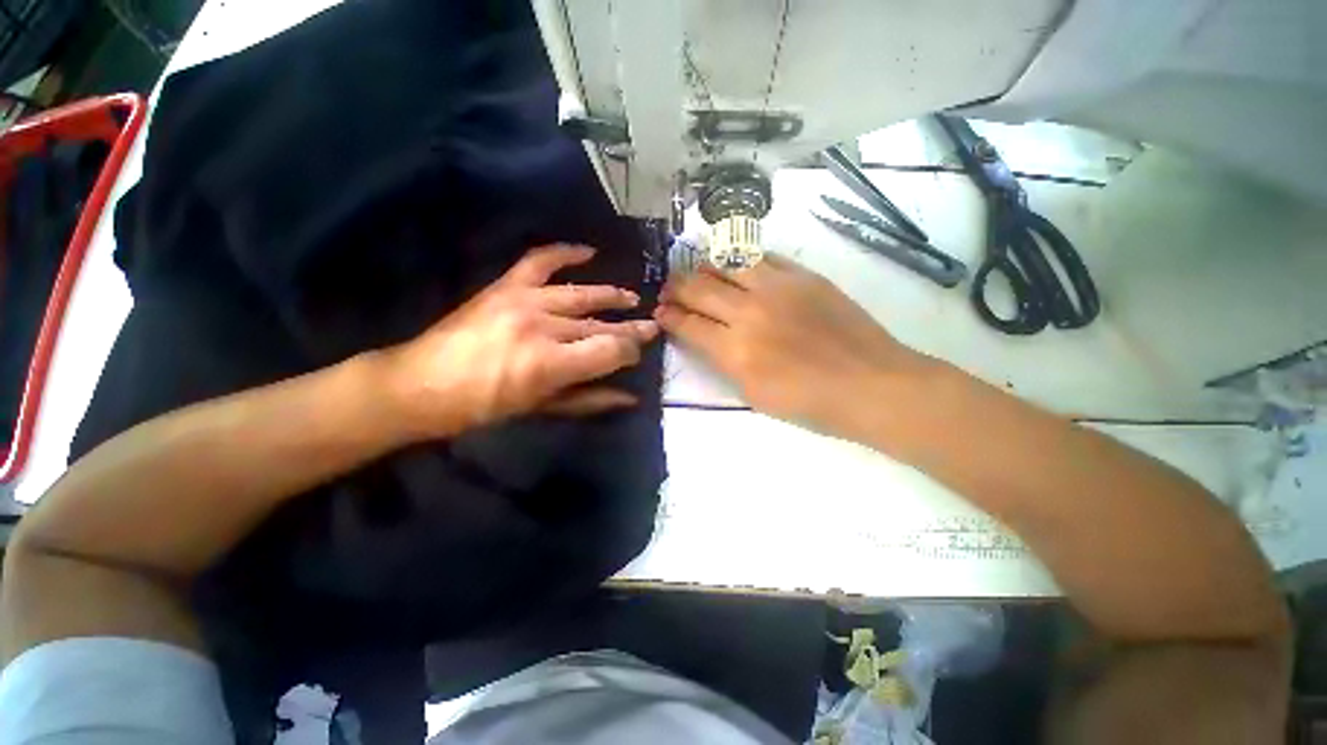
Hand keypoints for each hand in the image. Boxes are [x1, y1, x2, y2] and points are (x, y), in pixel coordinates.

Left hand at [385, 245, 657, 437]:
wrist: (421, 384)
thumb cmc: (484, 406)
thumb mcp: (541, 409)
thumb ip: (590, 400)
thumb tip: (631, 397)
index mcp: (551, 363)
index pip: (611, 349)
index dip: (630, 351)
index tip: (637, 354)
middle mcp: (543, 326)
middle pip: (600, 323)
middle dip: (630, 328)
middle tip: (651, 326)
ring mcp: (524, 300)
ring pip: (582, 295)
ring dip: (611, 296)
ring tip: (631, 297)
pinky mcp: (506, 286)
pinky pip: (541, 261)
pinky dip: (565, 252)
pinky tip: (588, 251)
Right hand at [655, 254, 930, 438]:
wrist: (871, 384)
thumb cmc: (809, 402)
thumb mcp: (753, 395)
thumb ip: (724, 362)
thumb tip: (705, 337)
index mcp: (735, 350)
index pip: (688, 324)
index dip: (668, 316)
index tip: (660, 312)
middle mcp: (749, 312)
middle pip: (698, 288)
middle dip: (675, 288)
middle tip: (668, 290)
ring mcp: (777, 287)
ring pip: (726, 264)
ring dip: (704, 269)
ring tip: (697, 274)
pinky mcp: (803, 275)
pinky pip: (762, 257)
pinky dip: (742, 262)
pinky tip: (736, 267)